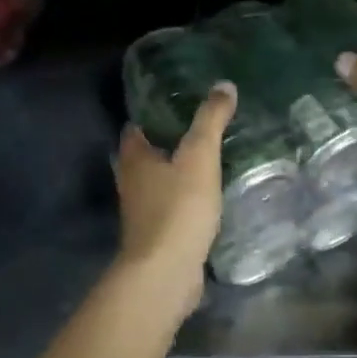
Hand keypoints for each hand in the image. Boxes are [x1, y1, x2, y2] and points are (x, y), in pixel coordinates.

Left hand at [112, 81, 236, 307]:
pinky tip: (210, 196)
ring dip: (178, 172)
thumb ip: (211, 120)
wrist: (166, 272)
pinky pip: (172, 207)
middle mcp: (131, 182)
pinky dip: (186, 198)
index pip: (137, 126)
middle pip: (146, 154)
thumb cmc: (178, 208)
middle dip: (169, 142)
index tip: (180, 102)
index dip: (154, 113)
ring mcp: (142, 211)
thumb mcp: (200, 156)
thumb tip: (225, 85)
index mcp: (133, 158)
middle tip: (202, 128)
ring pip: (159, 182)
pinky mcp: (157, 235)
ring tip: (210, 158)